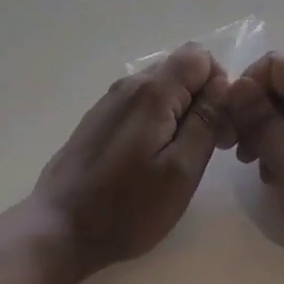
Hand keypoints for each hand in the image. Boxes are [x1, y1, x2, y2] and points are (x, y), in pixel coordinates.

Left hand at [31, 43, 230, 277]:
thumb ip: (206, 121)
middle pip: (181, 68)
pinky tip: (151, 160)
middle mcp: (131, 84)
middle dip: (204, 98)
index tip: (221, 127)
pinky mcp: (100, 118)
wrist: (60, 227)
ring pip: (162, 86)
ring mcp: (112, 100)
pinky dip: (158, 120)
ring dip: (181, 111)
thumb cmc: (127, 206)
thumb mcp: (181, 170)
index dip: (220, 85)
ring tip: (180, 159)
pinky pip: (141, 103)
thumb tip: (224, 84)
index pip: (200, 56)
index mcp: (153, 91)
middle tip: (207, 147)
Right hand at [224, 53, 283, 283]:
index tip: (231, 120)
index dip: (247, 85)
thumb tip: (235, 85)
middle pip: (277, 89)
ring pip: (283, 117)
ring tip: (252, 167)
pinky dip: (278, 155)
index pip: (274, 65)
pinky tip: (273, 180)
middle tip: (234, 149)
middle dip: (251, 113)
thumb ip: (261, 121)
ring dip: (262, 136)